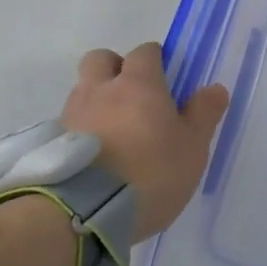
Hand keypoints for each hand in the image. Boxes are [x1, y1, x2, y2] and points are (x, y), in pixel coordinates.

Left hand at [61, 44, 229, 240]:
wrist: (84, 213)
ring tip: (113, 131)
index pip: (144, 52)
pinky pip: (69, 123)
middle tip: (132, 95)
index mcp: (138, 84)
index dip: (155, 59)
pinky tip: (94, 155)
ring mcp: (71, 115)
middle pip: (101, 59)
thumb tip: (215, 88)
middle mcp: (100, 90)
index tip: (164, 77)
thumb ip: (204, 114)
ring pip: (82, 90)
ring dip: (96, 99)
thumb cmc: (150, 172)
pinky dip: (81, 129)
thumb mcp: (192, 147)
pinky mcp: (52, 143)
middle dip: (115, 67)